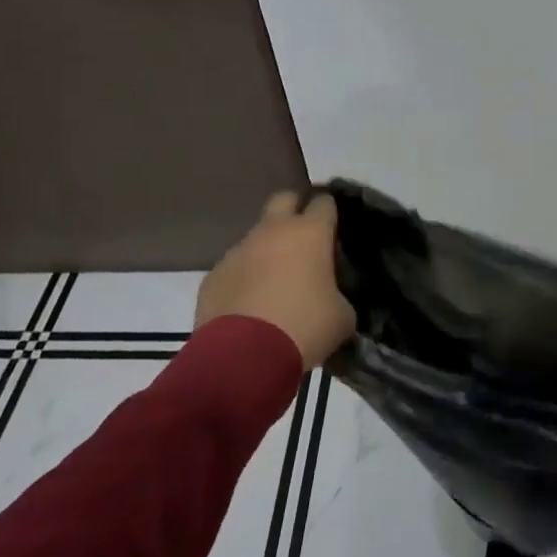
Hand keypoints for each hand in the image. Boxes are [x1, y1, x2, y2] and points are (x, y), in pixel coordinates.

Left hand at [195, 191, 354, 369]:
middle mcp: (273, 231)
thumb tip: (333, 299)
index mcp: (310, 233)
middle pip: (284, 199)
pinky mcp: (214, 275)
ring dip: (267, 251)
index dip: (330, 212)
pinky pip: (235, 268)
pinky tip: (250, 306)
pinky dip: (244, 279)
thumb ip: (340, 297)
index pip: (324, 202)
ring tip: (275, 284)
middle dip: (294, 210)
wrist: (244, 357)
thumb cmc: (304, 328)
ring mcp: (239, 250)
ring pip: (256, 236)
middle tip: (304, 239)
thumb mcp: (342, 316)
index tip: (335, 229)